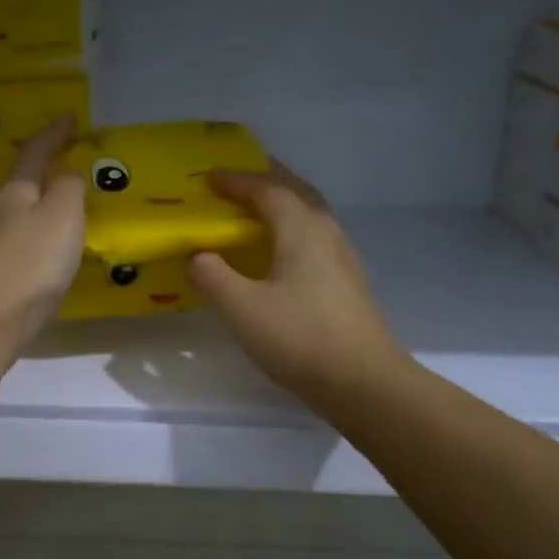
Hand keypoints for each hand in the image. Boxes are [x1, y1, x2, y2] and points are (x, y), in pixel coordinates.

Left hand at [0, 115, 85, 361]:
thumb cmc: (30, 263)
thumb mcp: (62, 215)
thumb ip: (69, 189)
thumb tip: (67, 176)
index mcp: (15, 192)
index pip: (35, 152)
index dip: (54, 134)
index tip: (71, 119)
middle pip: (23, 182)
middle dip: (45, 168)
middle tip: (68, 159)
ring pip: (23, 213)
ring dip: (43, 203)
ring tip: (66, 202)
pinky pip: (25, 243)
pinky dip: (42, 235)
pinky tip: (52, 248)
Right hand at [187, 163, 407, 408]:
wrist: (361, 381)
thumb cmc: (298, 337)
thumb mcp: (241, 308)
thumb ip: (212, 275)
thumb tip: (197, 254)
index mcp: (301, 230)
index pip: (267, 190)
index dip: (236, 181)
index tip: (208, 178)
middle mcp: (326, 233)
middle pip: (297, 192)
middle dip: (267, 181)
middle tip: (238, 181)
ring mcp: (341, 258)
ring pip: (310, 215)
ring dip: (282, 204)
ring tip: (255, 212)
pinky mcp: (346, 283)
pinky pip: (314, 239)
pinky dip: (291, 230)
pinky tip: (279, 255)